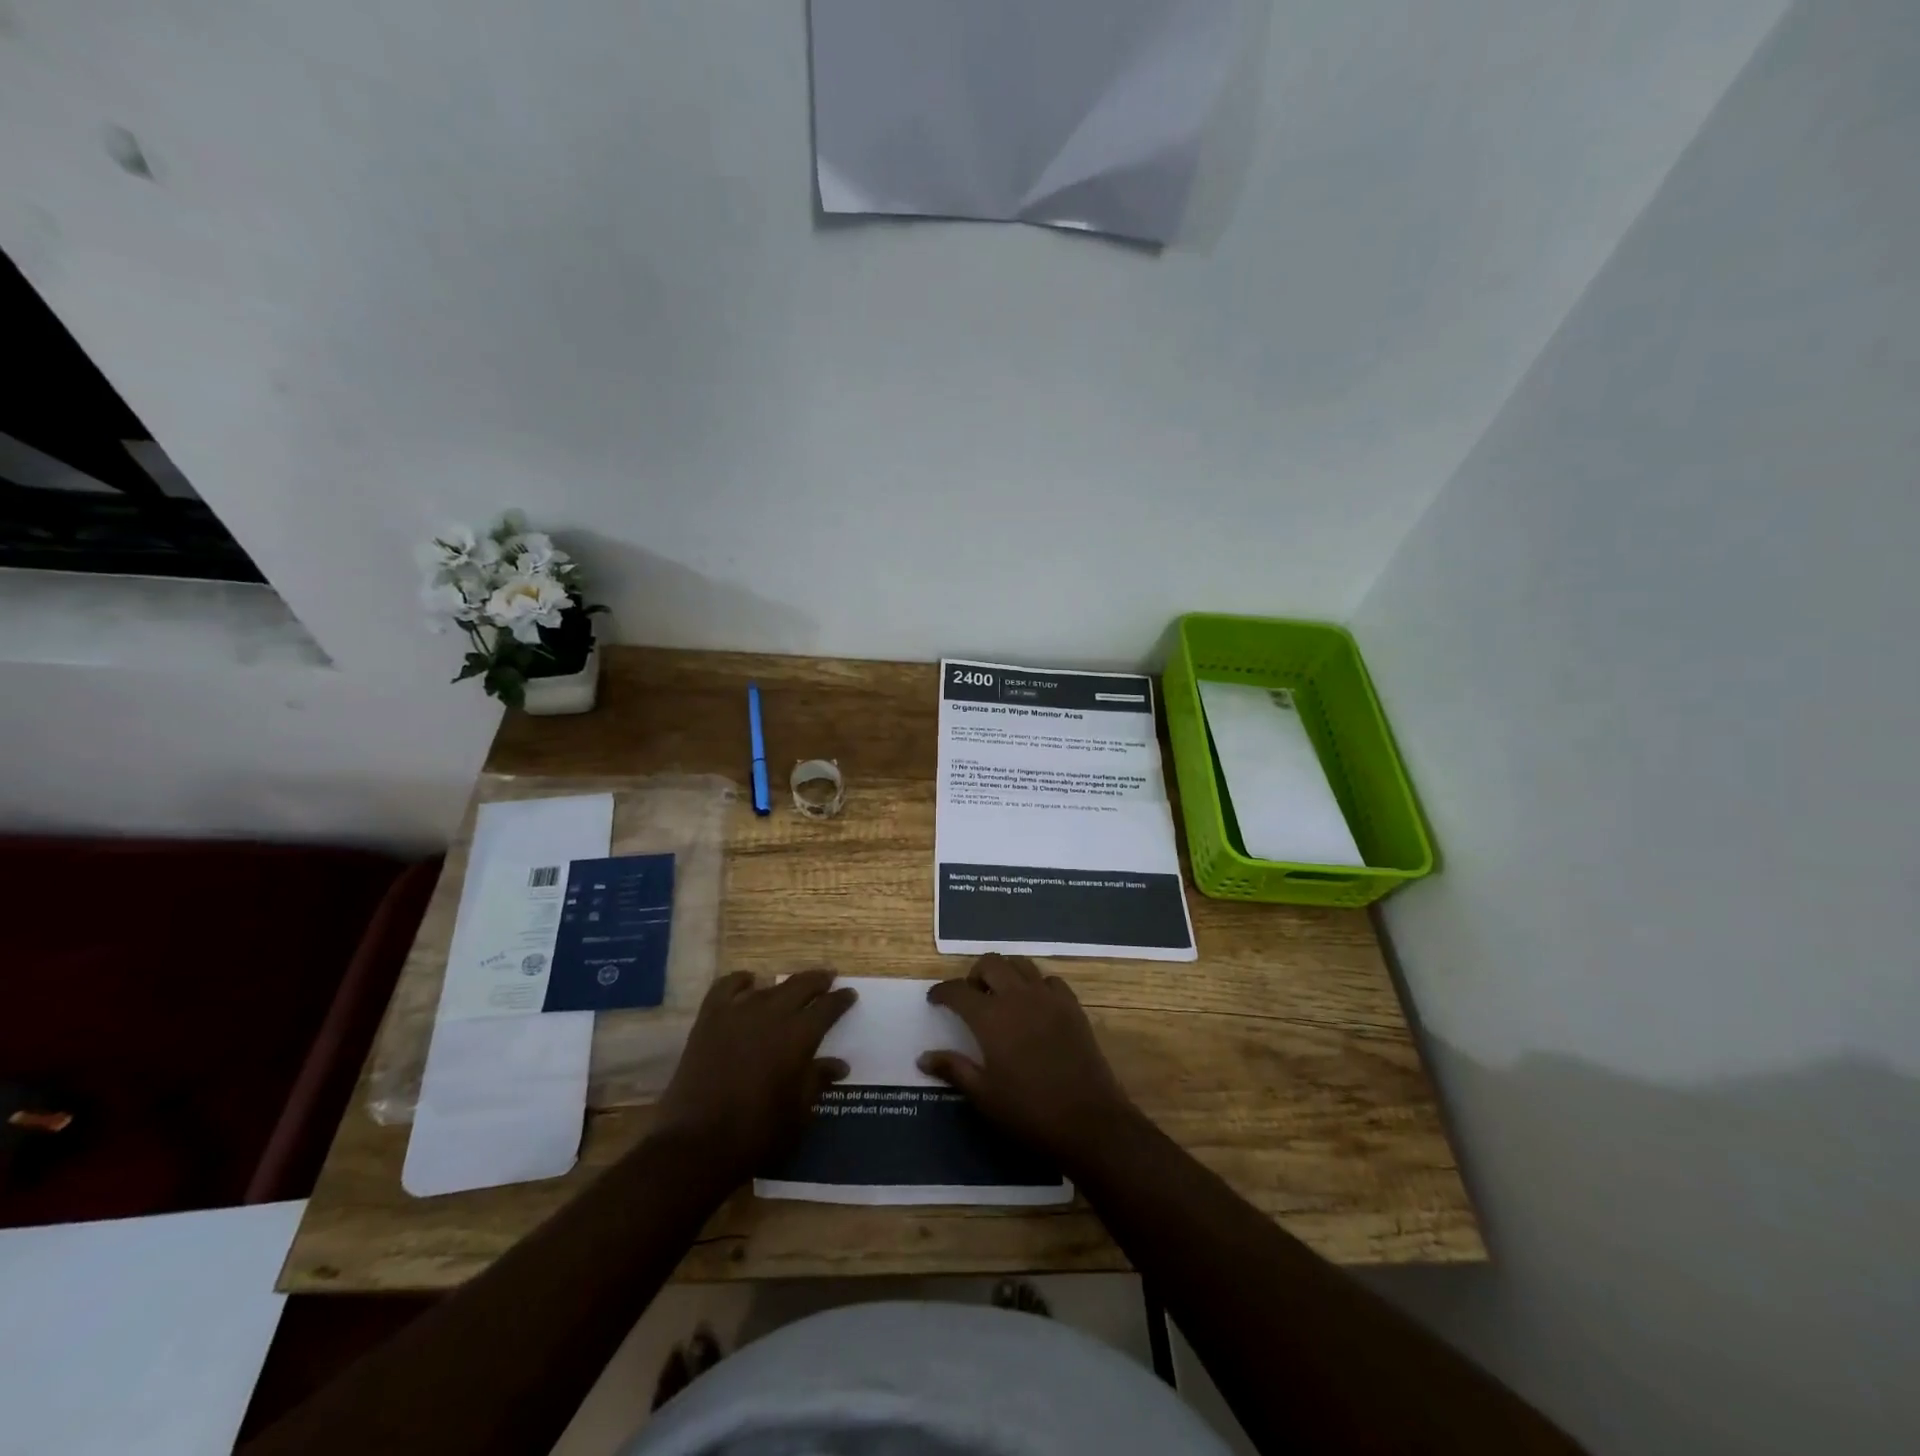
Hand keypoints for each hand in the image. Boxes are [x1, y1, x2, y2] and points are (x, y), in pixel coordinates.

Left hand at [652, 969, 856, 1186]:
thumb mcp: (799, 1112)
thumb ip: (818, 1081)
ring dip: (784, 984)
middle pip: (801, 985)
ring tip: (791, 985)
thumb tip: (839, 1065)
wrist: (697, 1144)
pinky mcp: (709, 1019)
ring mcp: (738, 1012)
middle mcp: (772, 1014)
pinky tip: (748, 982)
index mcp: (799, 1036)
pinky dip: (740, 980)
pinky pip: (726, 987)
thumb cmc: (757, 1132)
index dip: (841, 999)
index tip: (850, 994)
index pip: (828, 1007)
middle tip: (828, 978)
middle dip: (818, 980)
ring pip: (768, 986)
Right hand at [919, 954, 1138, 1164]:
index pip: (958, 990)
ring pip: (1021, 964)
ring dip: (1005, 973)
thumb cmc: (1029, 1112)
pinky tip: (1034, 1006)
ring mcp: (1048, 997)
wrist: (1089, 1121)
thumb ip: (953, 1069)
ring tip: (1000, 996)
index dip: (942, 992)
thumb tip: (923, 1057)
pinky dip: (1036, 985)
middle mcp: (1018, 996)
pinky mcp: (1072, 1006)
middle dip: (974, 974)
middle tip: (970, 996)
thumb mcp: (984, 1096)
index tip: (935, 999)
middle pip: (990, 963)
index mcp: (991, 1018)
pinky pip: (1049, 980)